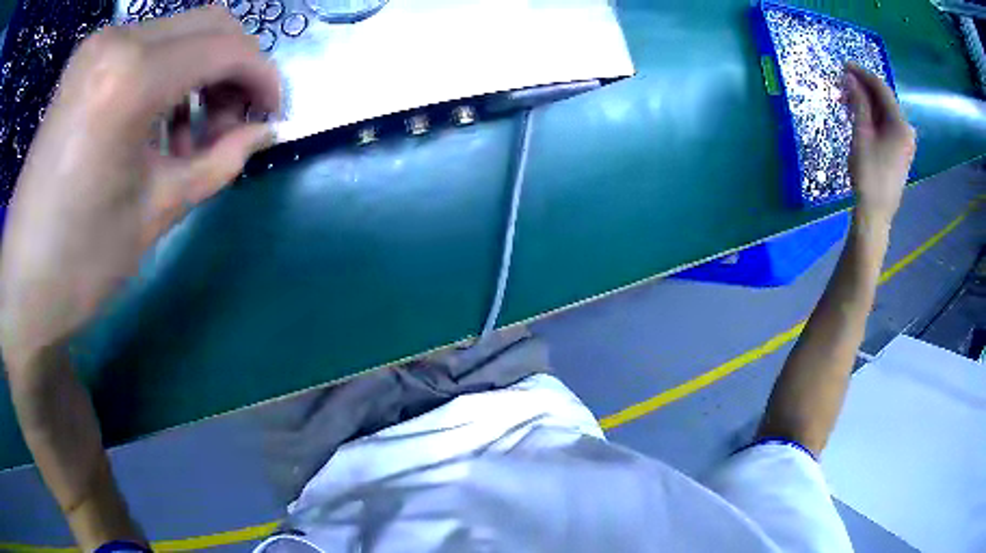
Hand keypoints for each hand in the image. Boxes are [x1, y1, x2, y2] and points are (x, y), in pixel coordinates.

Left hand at [0, 7, 280, 367]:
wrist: (23, 283)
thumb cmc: (82, 261)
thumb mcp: (158, 212)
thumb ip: (219, 160)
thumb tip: (265, 132)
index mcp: (131, 78)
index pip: (226, 47)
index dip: (263, 77)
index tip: (273, 114)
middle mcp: (117, 40)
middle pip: (210, 22)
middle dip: (236, 68)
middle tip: (233, 123)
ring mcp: (98, 45)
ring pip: (180, 30)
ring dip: (201, 72)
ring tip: (189, 133)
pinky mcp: (86, 59)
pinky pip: (147, 45)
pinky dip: (168, 73)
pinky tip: (157, 121)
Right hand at [844, 63, 915, 229]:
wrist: (876, 213)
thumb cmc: (869, 174)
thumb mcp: (862, 134)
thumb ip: (858, 103)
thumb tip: (850, 77)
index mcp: (900, 124)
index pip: (881, 88)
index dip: (862, 74)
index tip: (844, 65)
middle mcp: (906, 130)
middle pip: (884, 99)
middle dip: (863, 88)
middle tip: (842, 83)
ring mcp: (905, 142)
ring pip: (884, 112)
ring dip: (866, 103)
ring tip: (846, 100)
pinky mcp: (900, 152)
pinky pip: (886, 125)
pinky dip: (872, 117)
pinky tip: (859, 116)